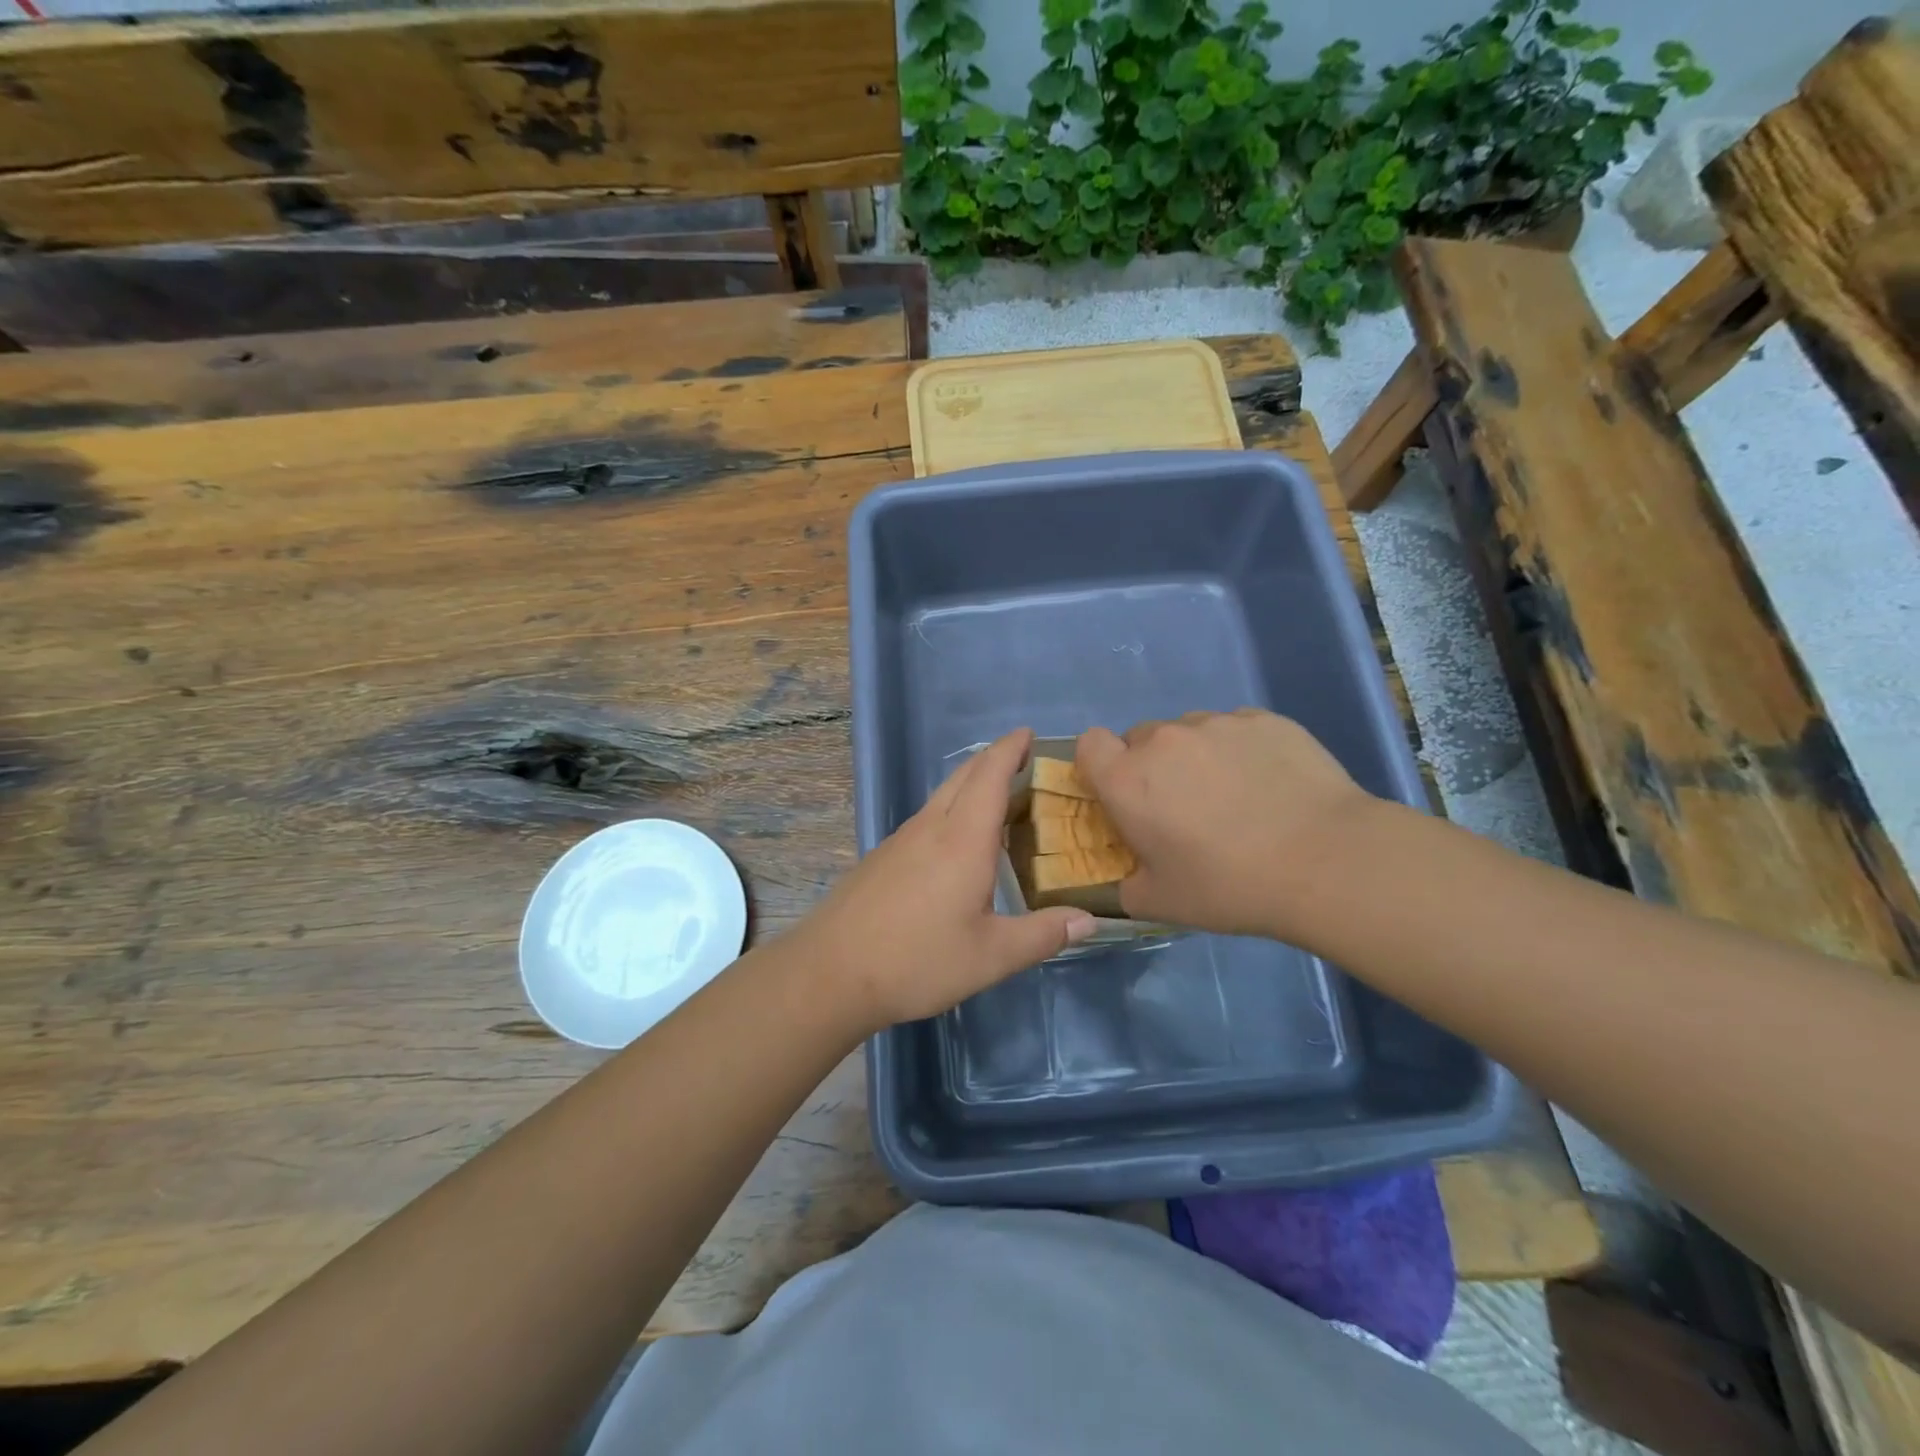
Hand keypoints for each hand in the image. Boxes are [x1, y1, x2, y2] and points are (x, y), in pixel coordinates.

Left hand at [801, 729, 1096, 1030]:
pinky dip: (953, 809)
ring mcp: (902, 840)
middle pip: (964, 776)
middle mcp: (931, 827)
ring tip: (1001, 799)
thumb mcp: (991, 956)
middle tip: (1025, 761)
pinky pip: (927, 817)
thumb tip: (1089, 920)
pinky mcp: (883, 857)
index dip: (1010, 749)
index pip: (990, 775)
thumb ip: (1043, 935)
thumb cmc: (917, 960)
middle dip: (994, 759)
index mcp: (962, 839)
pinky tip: (959, 842)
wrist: (831, 972)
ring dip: (972, 784)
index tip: (1029, 733)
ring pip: (942, 795)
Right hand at [1075, 709, 1377, 939]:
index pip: (1089, 744)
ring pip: (1190, 731)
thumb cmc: (1229, 885)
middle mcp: (1164, 740)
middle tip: (1183, 806)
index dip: (1100, 765)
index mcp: (1127, 780)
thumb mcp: (1162, 903)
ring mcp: (1217, 724)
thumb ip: (1127, 886)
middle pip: (1141, 738)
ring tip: (1235, 795)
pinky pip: (1237, 729)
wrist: (1325, 861)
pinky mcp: (1264, 719)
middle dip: (1152, 766)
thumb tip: (1128, 877)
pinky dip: (1241, 750)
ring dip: (1197, 756)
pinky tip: (1271, 784)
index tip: (1122, 793)